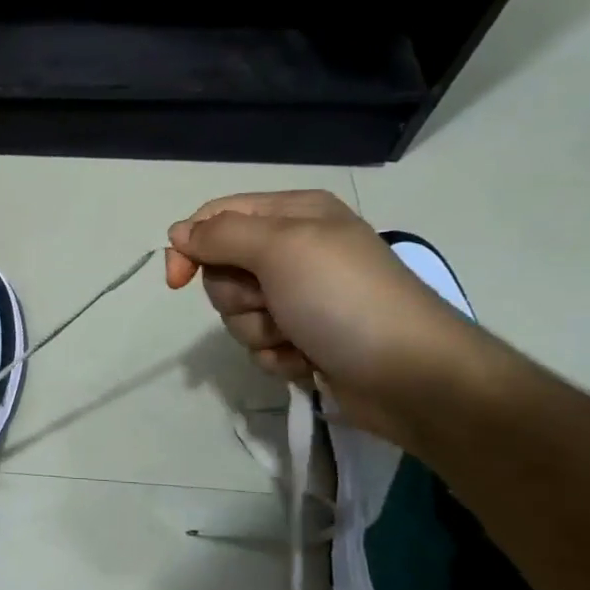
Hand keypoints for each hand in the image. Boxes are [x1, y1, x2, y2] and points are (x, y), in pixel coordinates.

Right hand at [165, 190, 491, 441]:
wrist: (410, 375)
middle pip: (221, 269)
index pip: (216, 218)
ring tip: (295, 336)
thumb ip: (221, 234)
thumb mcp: (282, 249)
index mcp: (294, 215)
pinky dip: (277, 355)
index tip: (178, 279)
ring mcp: (299, 298)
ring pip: (236, 312)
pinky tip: (306, 358)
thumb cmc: (344, 298)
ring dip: (258, 330)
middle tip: (271, 302)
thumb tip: (178, 232)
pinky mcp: (303, 338)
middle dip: (237, 296)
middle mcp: (295, 251)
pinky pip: (259, 344)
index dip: (191, 246)